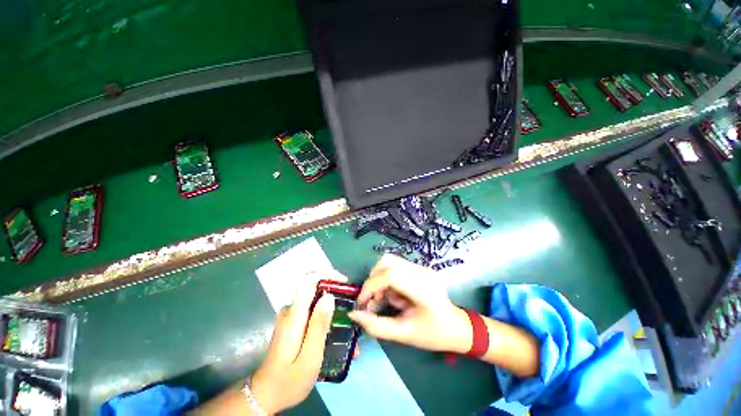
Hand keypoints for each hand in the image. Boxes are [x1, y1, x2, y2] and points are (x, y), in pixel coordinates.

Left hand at [249, 273, 341, 413]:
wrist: (266, 395)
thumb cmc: (289, 380)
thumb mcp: (309, 357)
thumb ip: (319, 326)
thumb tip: (329, 297)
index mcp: (293, 316)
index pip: (307, 281)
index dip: (326, 274)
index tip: (344, 282)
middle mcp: (290, 310)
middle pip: (313, 287)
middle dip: (333, 288)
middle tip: (350, 302)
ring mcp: (290, 315)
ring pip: (314, 297)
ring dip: (330, 301)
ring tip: (346, 317)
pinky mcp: (293, 321)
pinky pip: (311, 307)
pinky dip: (325, 311)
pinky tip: (334, 326)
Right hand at [348, 254, 471, 353]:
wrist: (457, 327)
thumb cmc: (433, 334)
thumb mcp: (404, 335)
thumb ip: (376, 326)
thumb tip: (353, 314)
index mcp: (423, 290)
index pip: (390, 275)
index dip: (371, 286)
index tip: (362, 302)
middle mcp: (423, 272)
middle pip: (388, 261)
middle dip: (373, 279)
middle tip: (373, 300)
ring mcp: (422, 267)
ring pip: (390, 261)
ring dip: (379, 279)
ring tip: (383, 299)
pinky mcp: (420, 268)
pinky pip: (396, 266)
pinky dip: (387, 279)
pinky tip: (393, 295)